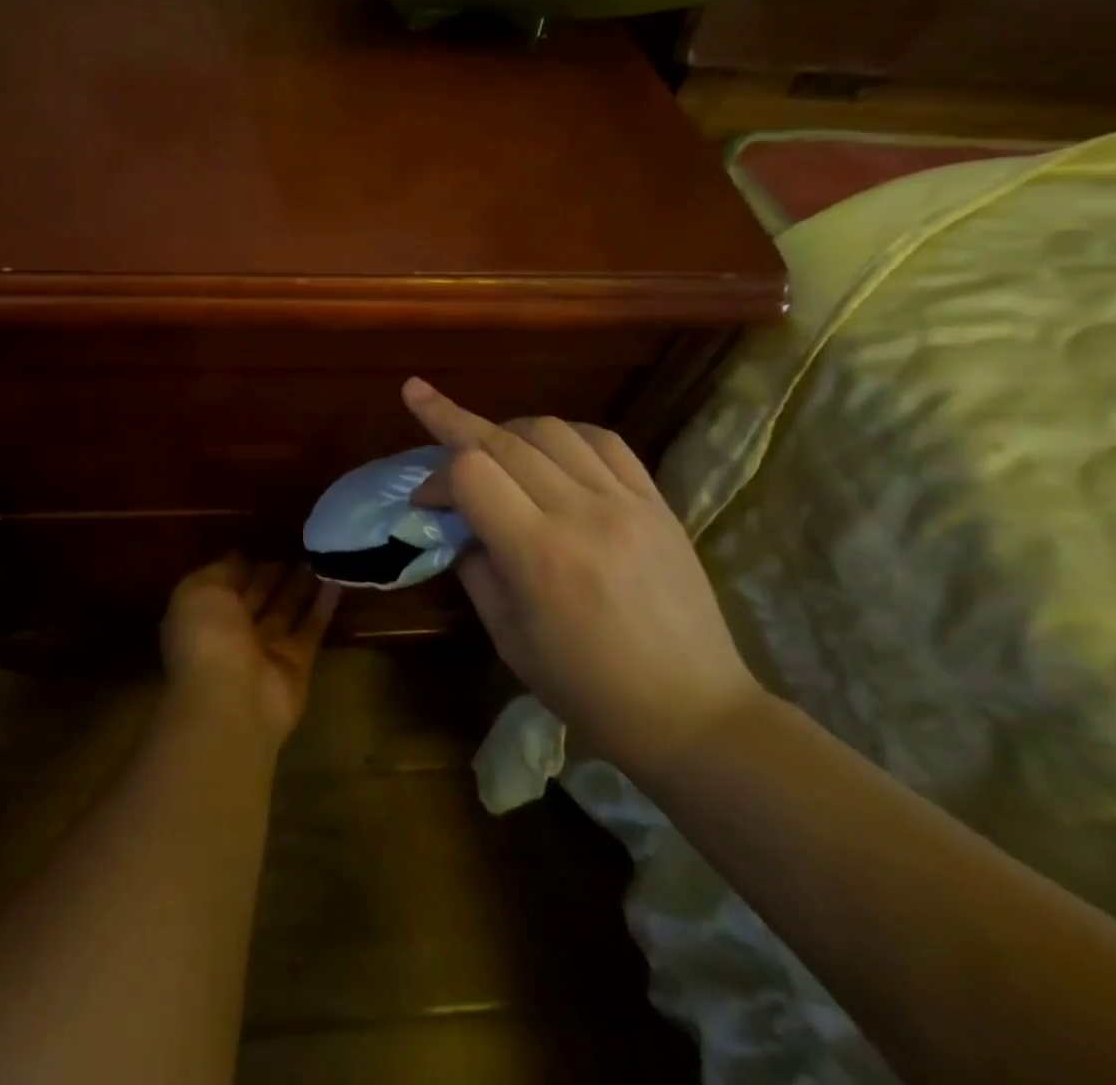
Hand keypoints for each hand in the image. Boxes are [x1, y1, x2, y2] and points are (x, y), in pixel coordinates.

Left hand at [161, 555, 340, 748]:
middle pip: (258, 595)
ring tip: (322, 556)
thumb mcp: (201, 589)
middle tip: (302, 543)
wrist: (231, 698)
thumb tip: (241, 556)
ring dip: (301, 586)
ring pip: (286, 610)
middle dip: (275, 572)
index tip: (270, 538)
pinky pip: (311, 629)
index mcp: (204, 613)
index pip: (228, 581)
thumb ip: (222, 570)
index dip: (247, 561)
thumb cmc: (208, 635)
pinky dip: (323, 606)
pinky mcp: (297, 664)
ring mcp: (265, 650)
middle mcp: (232, 632)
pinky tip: (338, 581)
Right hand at [404, 378, 763, 779]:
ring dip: (508, 429)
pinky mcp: (656, 502)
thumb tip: (460, 526)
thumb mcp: (509, 639)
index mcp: (538, 555)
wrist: (694, 712)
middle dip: (452, 419)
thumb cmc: (588, 690)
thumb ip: (477, 570)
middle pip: (503, 439)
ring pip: (552, 430)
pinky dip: (565, 434)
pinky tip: (549, 447)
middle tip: (421, 401)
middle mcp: (581, 513)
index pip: (471, 473)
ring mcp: (626, 501)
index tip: (424, 501)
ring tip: (489, 445)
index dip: (435, 478)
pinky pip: (605, 442)